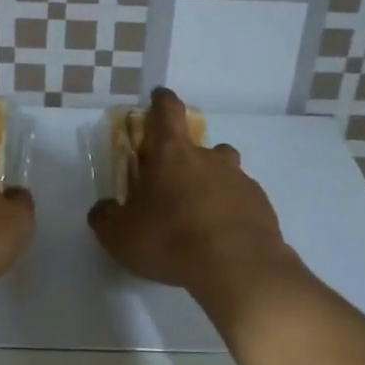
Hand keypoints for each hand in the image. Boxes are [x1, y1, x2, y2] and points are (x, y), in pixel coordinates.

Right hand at [87, 87, 296, 301]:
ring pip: (224, 172)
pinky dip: (232, 211)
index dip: (161, 102)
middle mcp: (209, 158)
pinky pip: (242, 200)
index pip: (167, 111)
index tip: (159, 98)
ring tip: (201, 216)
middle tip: (174, 188)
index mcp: (172, 154)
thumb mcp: (120, 236)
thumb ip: (106, 217)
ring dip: (212, 185)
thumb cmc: (170, 240)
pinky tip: (223, 238)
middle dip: (186, 160)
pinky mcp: (261, 205)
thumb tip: (103, 209)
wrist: (237, 266)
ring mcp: (240, 179)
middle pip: (198, 146)